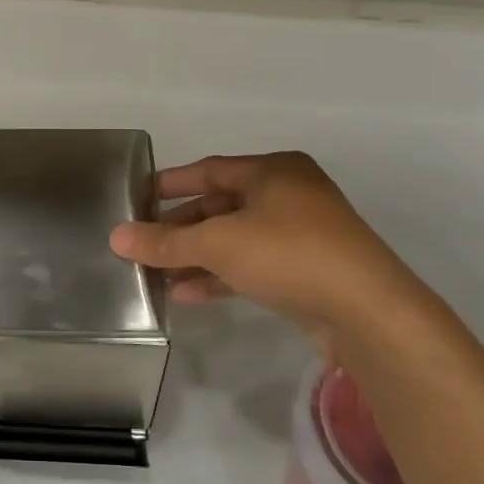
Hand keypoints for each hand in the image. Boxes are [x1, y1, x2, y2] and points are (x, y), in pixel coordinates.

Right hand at [109, 152, 434, 345]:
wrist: (368, 312)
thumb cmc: (290, 255)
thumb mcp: (218, 244)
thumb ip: (165, 241)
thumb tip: (115, 237)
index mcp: (273, 171)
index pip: (209, 170)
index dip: (171, 184)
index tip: (138, 198)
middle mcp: (289, 195)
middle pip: (220, 207)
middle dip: (180, 229)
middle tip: (143, 243)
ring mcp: (302, 234)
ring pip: (235, 239)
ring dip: (196, 257)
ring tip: (156, 275)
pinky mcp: (308, 271)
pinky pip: (252, 265)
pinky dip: (220, 276)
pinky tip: (186, 294)